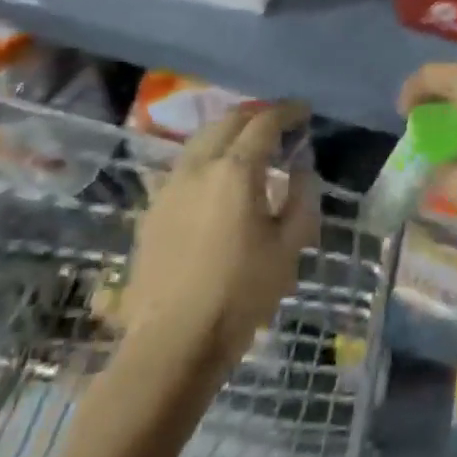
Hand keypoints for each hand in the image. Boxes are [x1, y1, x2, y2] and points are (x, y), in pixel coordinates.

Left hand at [114, 103, 317, 379]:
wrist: (171, 344)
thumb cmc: (241, 294)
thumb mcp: (290, 246)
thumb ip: (302, 197)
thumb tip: (302, 167)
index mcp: (235, 172)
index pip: (264, 123)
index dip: (288, 112)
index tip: (305, 112)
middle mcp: (198, 168)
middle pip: (226, 121)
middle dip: (256, 114)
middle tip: (280, 122)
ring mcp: (169, 188)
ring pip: (200, 141)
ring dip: (228, 132)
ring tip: (251, 146)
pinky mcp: (152, 211)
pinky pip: (184, 167)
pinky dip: (208, 156)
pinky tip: (220, 179)